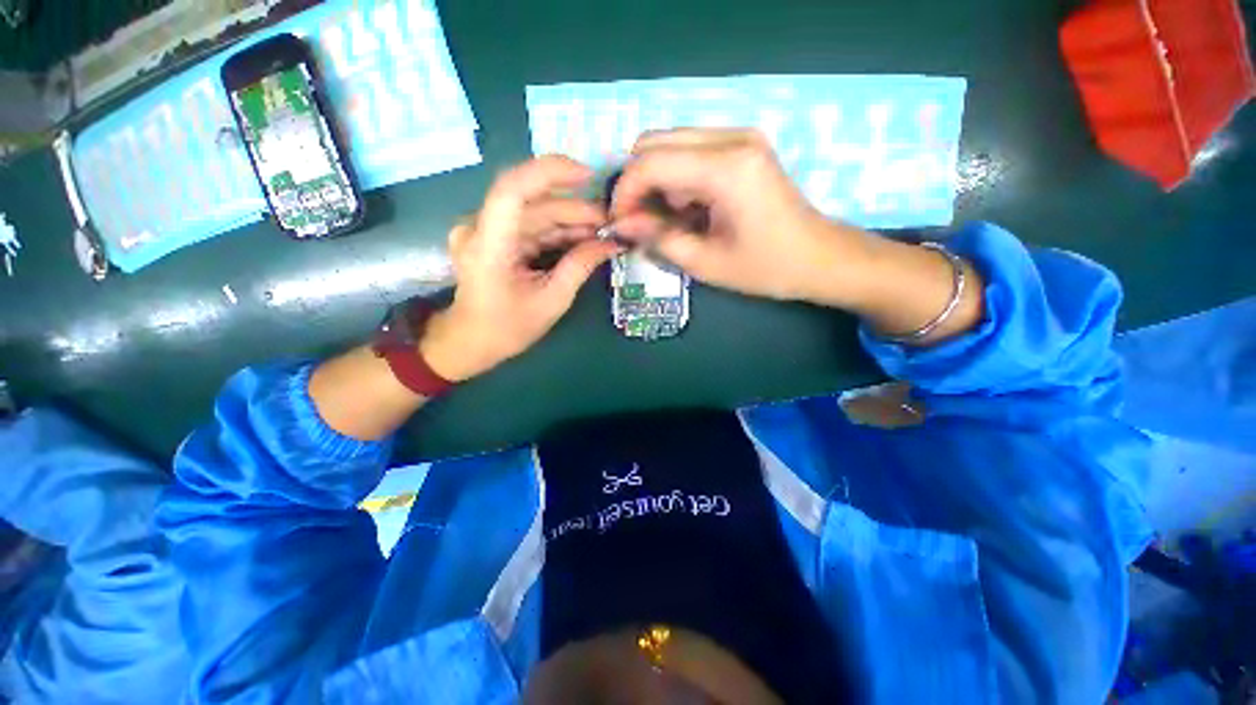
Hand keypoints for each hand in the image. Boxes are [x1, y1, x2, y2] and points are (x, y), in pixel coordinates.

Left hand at [420, 156, 620, 381]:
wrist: (472, 341)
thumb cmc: (508, 328)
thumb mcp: (551, 301)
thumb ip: (580, 266)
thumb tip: (612, 244)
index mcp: (489, 246)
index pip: (513, 189)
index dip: (550, 172)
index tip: (588, 176)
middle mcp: (480, 228)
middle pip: (532, 203)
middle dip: (575, 209)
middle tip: (610, 223)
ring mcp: (485, 230)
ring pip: (534, 212)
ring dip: (570, 220)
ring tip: (602, 233)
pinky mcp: (493, 236)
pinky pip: (530, 225)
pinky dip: (557, 230)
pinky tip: (582, 239)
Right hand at [609, 128, 876, 304]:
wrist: (819, 258)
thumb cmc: (765, 268)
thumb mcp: (704, 262)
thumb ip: (657, 238)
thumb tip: (620, 223)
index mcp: (726, 168)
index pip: (650, 162)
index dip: (624, 192)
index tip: (617, 222)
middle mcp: (732, 137)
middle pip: (655, 141)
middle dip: (636, 182)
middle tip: (637, 220)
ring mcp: (739, 136)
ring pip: (670, 144)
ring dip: (656, 182)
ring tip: (667, 220)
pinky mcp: (742, 145)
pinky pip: (690, 151)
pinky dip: (676, 179)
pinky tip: (688, 210)